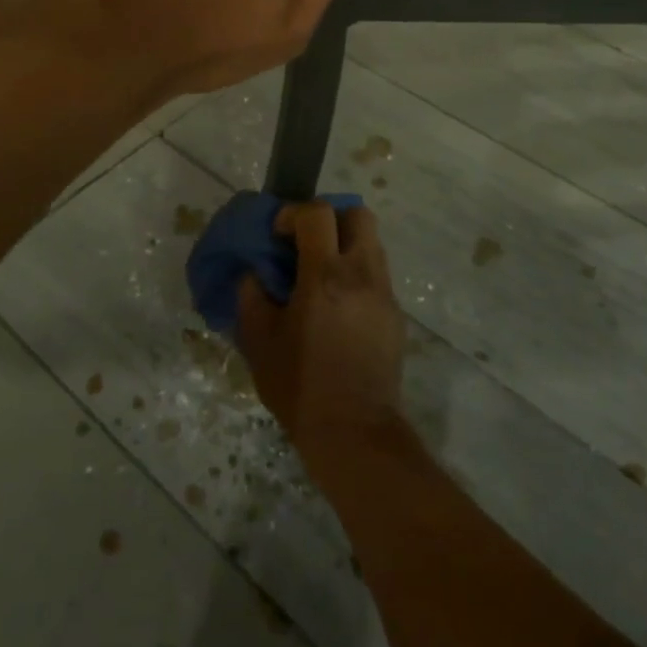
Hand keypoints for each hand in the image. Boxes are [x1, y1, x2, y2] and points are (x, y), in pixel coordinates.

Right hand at [238, 202, 406, 471]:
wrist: (355, 433)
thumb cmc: (300, 386)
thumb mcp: (259, 342)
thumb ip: (251, 297)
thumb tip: (254, 273)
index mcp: (325, 276)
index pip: (318, 213)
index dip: (294, 213)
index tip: (278, 234)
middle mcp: (362, 275)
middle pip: (358, 214)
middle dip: (330, 217)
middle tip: (307, 242)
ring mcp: (384, 294)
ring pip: (371, 242)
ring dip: (344, 244)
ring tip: (320, 275)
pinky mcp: (395, 315)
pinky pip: (376, 274)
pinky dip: (356, 274)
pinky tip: (337, 307)